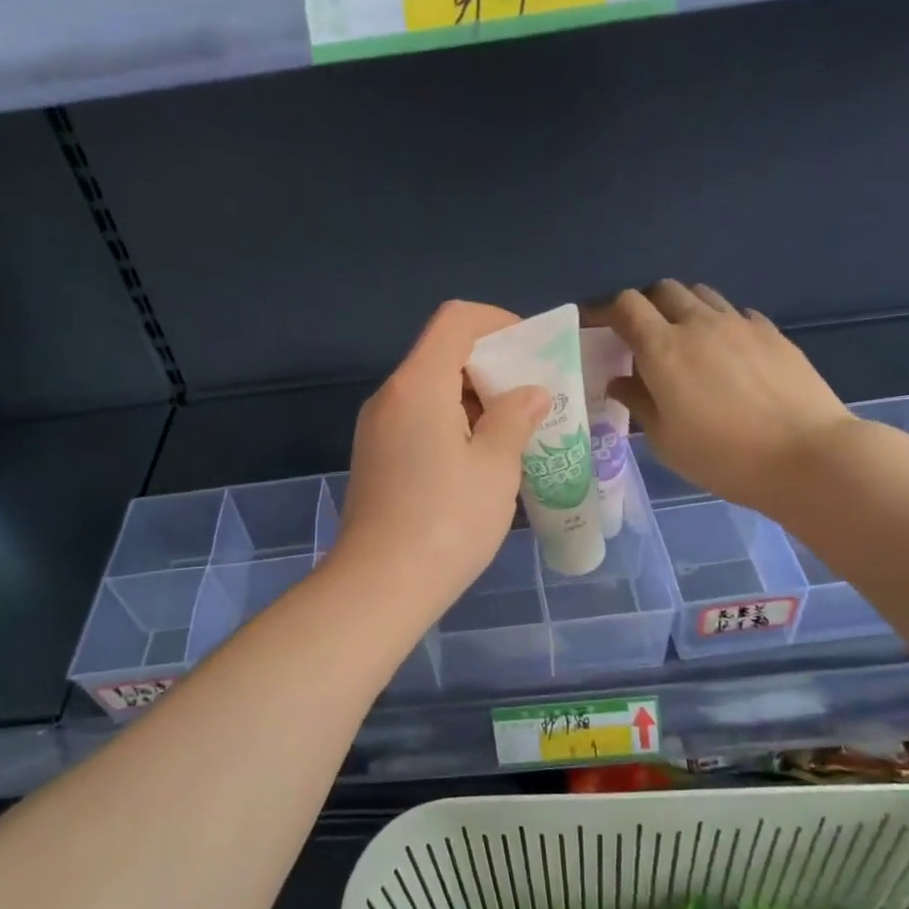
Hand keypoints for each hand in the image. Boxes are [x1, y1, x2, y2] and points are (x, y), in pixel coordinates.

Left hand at [330, 301, 550, 620]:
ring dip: (473, 399)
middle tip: (532, 398)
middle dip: (492, 366)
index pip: (456, 320)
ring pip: (430, 390)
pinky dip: (452, 423)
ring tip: (514, 431)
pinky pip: (417, 420)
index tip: (532, 353)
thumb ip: (514, 419)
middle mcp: (390, 396)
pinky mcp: (375, 458)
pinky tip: (480, 459)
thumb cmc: (446, 522)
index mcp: (418, 385)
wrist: (378, 587)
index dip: (498, 322)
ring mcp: (377, 428)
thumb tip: (530, 394)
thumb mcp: (495, 468)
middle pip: (442, 353)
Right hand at [589, 281, 852, 517]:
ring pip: (701, 295)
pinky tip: (727, 354)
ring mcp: (740, 324)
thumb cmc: (723, 456)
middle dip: (646, 306)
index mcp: (663, 349)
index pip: (626, 305)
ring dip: (683, 309)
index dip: (605, 310)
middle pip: (663, 290)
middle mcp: (698, 324)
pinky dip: (720, 323)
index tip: (595, 326)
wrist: (807, 456)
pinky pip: (736, 313)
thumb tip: (618, 381)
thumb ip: (638, 403)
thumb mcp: (666, 440)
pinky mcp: (772, 333)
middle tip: (641, 337)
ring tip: (684, 342)